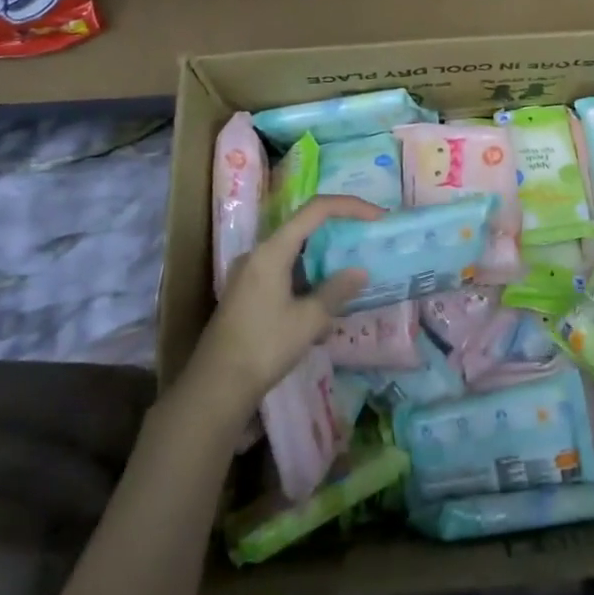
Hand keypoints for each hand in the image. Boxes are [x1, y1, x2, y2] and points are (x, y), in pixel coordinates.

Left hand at [191, 196, 377, 418]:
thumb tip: (360, 272)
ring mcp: (249, 273)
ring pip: (294, 254)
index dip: (350, 206)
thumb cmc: (264, 347)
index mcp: (272, 250)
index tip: (378, 217)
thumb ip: (337, 290)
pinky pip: (283, 273)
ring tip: (348, 282)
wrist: (215, 387)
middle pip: (304, 228)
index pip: (316, 210)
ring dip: (322, 263)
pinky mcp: (246, 293)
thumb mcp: (309, 320)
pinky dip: (306, 280)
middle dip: (337, 233)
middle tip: (366, 243)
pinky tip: (321, 311)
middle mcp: (258, 254)